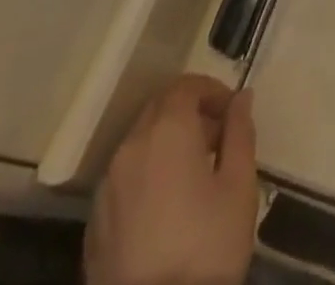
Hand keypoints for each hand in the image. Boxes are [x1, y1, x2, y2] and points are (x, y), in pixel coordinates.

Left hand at [84, 75, 258, 284]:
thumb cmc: (207, 247)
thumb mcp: (239, 185)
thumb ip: (240, 132)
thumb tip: (241, 98)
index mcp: (166, 131)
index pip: (185, 87)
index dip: (211, 90)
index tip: (231, 112)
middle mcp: (130, 149)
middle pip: (158, 110)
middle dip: (189, 114)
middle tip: (217, 140)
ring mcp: (106, 191)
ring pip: (139, 145)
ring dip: (167, 145)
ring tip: (194, 176)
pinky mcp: (93, 228)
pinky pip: (124, 181)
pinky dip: (147, 176)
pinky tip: (167, 209)